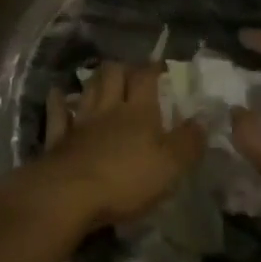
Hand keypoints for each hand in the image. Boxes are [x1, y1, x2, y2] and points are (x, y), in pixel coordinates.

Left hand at [23, 60, 205, 231]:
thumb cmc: (126, 179)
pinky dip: (59, 103)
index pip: (145, 77)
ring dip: (95, 80)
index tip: (160, 66)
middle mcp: (108, 108)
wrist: (69, 195)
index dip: (153, 68)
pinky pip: (57, 115)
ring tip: (102, 78)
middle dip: (122, 68)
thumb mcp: (170, 166)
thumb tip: (203, 120)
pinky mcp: (58, 140)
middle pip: (112, 74)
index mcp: (138, 111)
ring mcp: (80, 122)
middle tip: (130, 73)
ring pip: (88, 89)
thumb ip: (188, 142)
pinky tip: (58, 95)